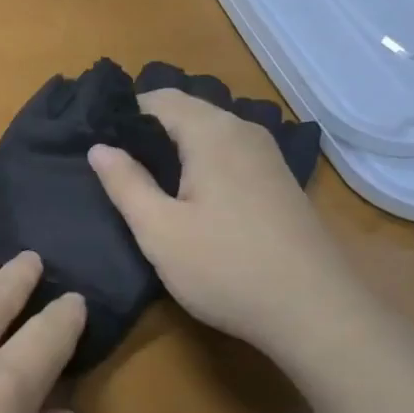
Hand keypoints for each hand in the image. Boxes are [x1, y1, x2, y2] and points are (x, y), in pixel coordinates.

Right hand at [88, 87, 379, 364]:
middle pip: (186, 112)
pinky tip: (191, 199)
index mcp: (212, 132)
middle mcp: (244, 131)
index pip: (158, 99)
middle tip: (114, 166)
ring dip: (175, 149)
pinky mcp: (279, 182)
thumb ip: (125, 183)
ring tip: (145, 183)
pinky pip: (229, 154)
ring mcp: (268, 156)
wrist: (316, 313)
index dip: (123, 116)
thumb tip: (99, 147)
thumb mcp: (160, 230)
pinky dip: (202, 164)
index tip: (97, 144)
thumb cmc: (227, 268)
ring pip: (209, 134)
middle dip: (148, 132)